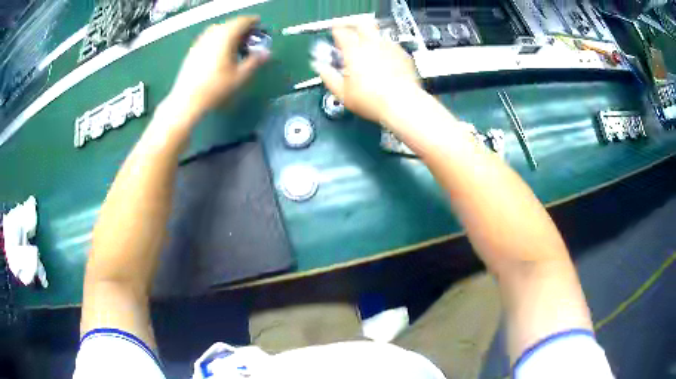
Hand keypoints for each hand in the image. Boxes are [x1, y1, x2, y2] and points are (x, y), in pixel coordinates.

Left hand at [169, 16, 268, 115]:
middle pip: (231, 24)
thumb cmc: (216, 87)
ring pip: (219, 30)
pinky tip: (221, 53)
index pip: (243, 21)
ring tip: (236, 46)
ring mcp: (201, 41)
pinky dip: (218, 40)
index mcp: (226, 35)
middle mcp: (213, 33)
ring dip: (229, 34)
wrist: (187, 100)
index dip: (254, 22)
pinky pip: (210, 38)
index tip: (261, 28)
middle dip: (242, 28)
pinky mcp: (193, 50)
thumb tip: (267, 53)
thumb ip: (255, 61)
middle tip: (250, 39)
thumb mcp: (241, 76)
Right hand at [312, 23, 419, 123]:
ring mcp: (390, 48)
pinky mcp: (403, 56)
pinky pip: (392, 46)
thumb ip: (328, 77)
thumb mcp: (342, 92)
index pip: (341, 31)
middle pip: (362, 25)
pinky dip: (386, 50)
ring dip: (371, 39)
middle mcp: (372, 44)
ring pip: (378, 35)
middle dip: (355, 27)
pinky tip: (384, 60)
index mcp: (353, 50)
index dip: (336, 30)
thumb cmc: (373, 100)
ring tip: (368, 50)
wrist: (402, 104)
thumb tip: (321, 69)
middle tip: (352, 34)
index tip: (335, 33)